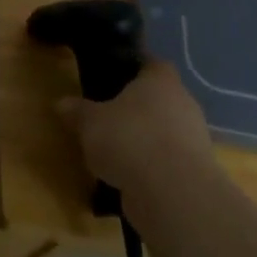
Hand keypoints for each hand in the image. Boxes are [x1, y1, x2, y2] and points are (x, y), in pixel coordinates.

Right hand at [58, 61, 214, 216]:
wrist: (172, 192)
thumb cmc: (129, 139)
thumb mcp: (89, 122)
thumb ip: (77, 110)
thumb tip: (61, 103)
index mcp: (160, 81)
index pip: (152, 64)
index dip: (134, 70)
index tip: (113, 79)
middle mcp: (183, 104)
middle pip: (159, 99)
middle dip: (136, 108)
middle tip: (108, 117)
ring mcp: (194, 138)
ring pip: (164, 130)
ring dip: (144, 138)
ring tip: (114, 151)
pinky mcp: (195, 170)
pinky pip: (168, 159)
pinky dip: (151, 165)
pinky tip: (128, 175)